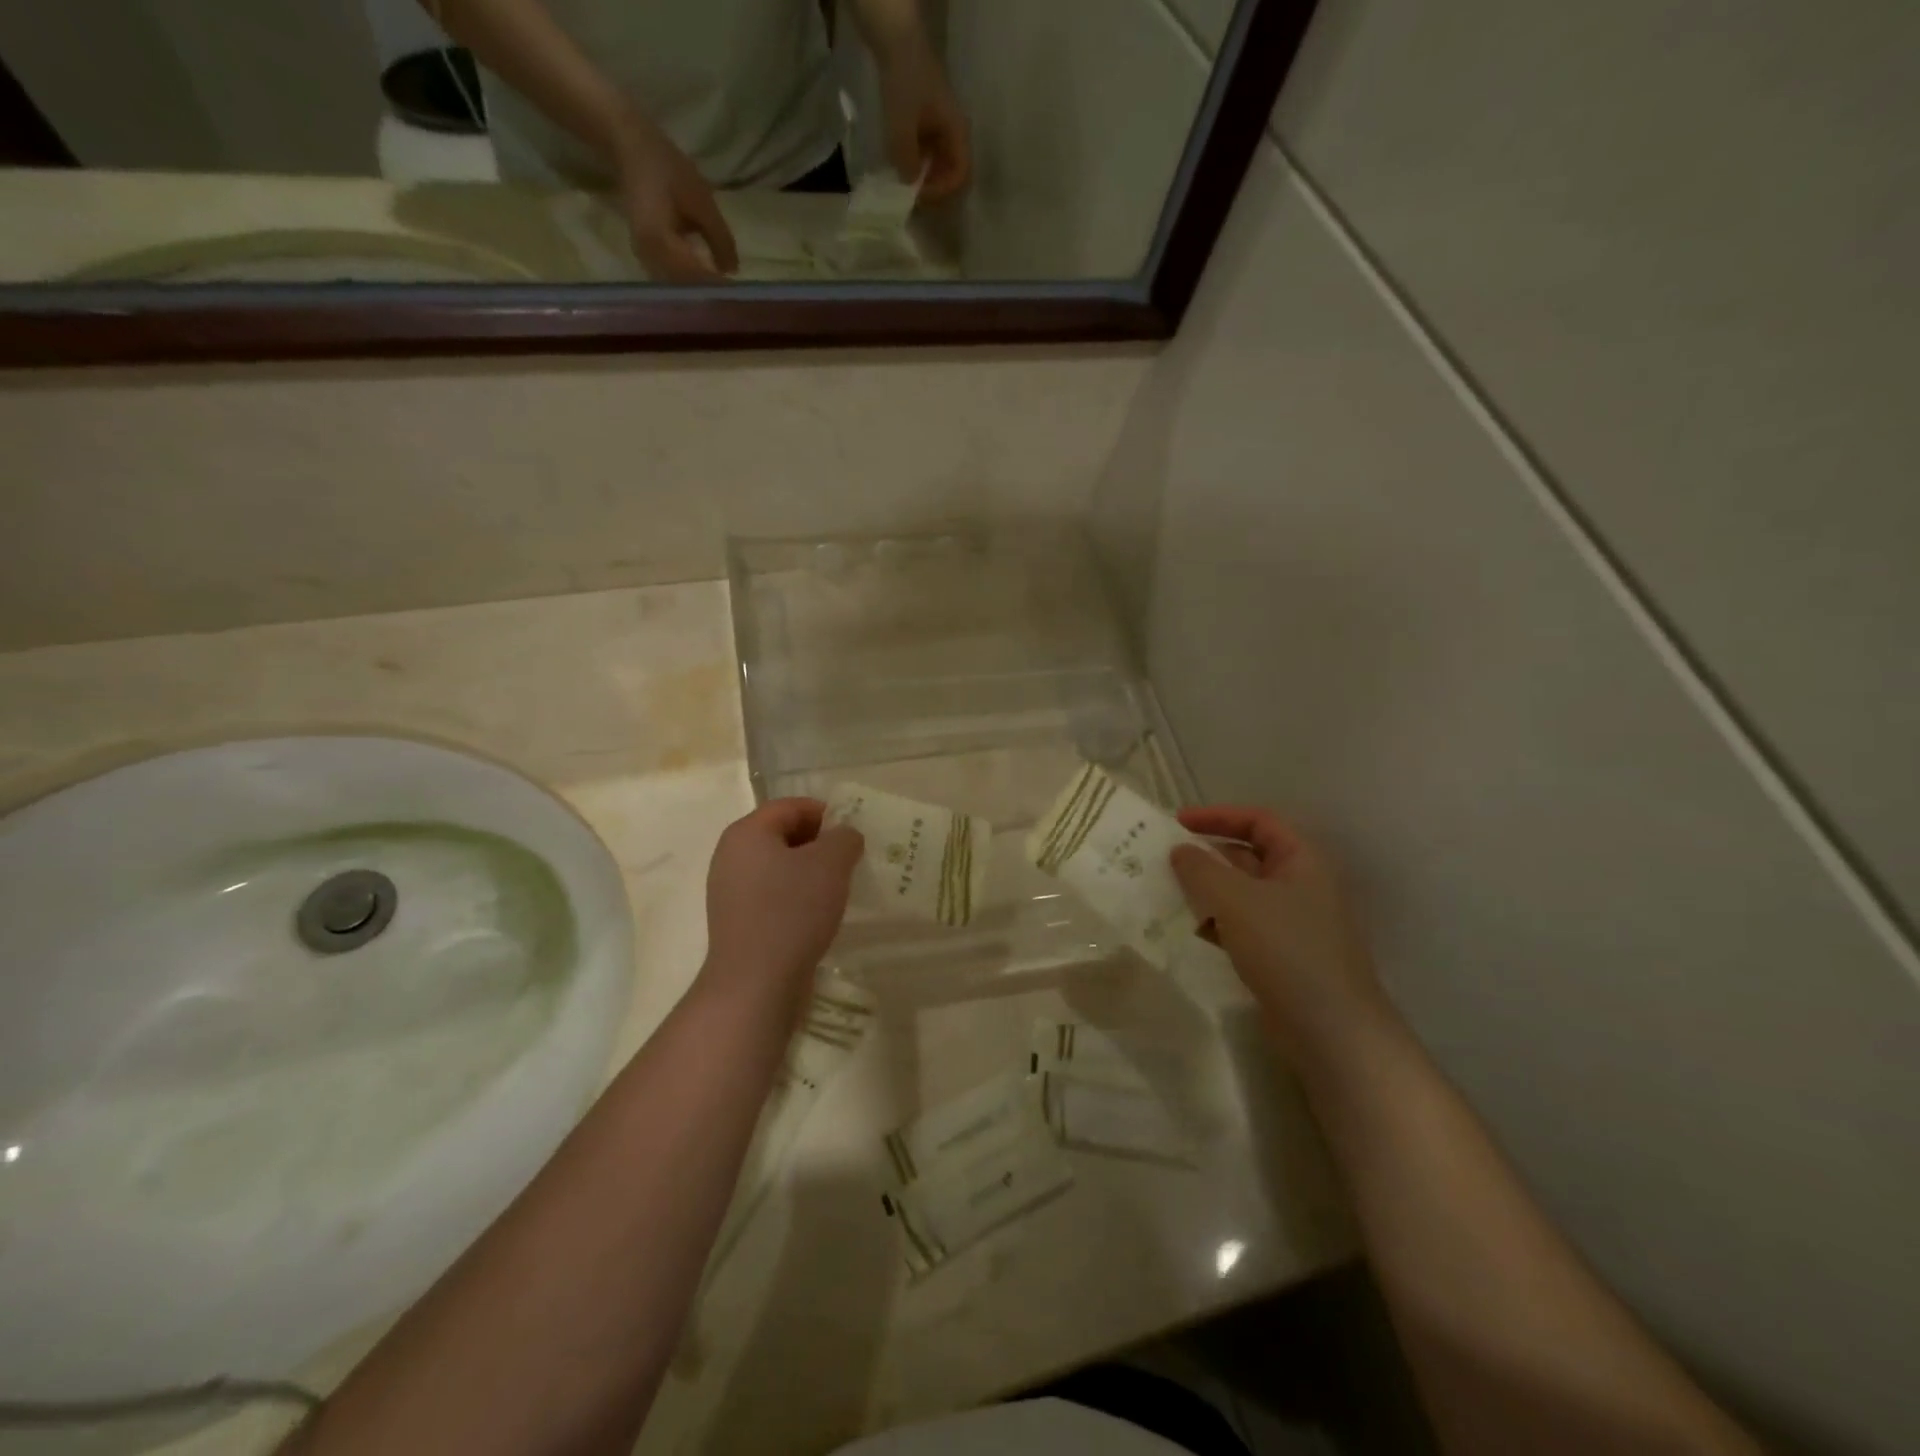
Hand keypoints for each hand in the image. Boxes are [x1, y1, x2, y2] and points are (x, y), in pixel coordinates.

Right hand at [612, 120, 739, 281]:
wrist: (630, 147)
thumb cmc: (667, 169)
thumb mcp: (701, 201)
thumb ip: (720, 239)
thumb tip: (733, 271)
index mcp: (660, 242)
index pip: (696, 277)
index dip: (719, 288)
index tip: (742, 297)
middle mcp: (649, 257)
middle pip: (686, 289)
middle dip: (712, 295)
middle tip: (738, 301)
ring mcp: (645, 259)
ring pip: (679, 288)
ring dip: (702, 293)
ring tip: (727, 297)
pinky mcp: (647, 258)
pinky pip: (672, 279)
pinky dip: (691, 284)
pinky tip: (709, 285)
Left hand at [701, 799, 861, 1006]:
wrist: (756, 984)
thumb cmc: (792, 911)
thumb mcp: (831, 863)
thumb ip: (844, 838)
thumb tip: (844, 836)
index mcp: (747, 833)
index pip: (791, 807)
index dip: (826, 813)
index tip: (855, 832)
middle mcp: (731, 856)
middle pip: (782, 835)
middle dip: (820, 843)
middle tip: (852, 860)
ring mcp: (730, 892)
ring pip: (779, 868)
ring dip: (810, 873)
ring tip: (839, 889)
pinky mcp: (738, 922)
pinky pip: (773, 896)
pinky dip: (797, 898)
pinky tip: (819, 915)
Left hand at [874, 35, 970, 202]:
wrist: (898, 40)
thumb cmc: (905, 82)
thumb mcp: (902, 126)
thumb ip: (906, 160)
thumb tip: (909, 185)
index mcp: (957, 133)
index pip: (960, 175)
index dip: (943, 191)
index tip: (921, 193)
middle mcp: (955, 133)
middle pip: (951, 173)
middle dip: (933, 187)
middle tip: (912, 193)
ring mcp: (943, 128)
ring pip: (940, 165)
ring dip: (925, 176)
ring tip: (905, 180)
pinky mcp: (930, 123)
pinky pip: (929, 152)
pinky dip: (918, 162)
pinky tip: (902, 162)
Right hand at [1171, 807, 1390, 1066]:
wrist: (1331, 1031)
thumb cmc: (1287, 950)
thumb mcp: (1236, 900)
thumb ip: (1201, 870)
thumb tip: (1179, 850)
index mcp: (1302, 860)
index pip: (1259, 821)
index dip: (1218, 816)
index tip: (1177, 823)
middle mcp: (1301, 885)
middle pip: (1249, 856)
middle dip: (1207, 855)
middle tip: (1165, 860)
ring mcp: (1293, 923)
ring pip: (1242, 893)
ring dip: (1207, 890)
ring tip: (1167, 894)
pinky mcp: (1282, 956)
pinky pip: (1242, 925)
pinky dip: (1216, 922)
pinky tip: (1190, 930)